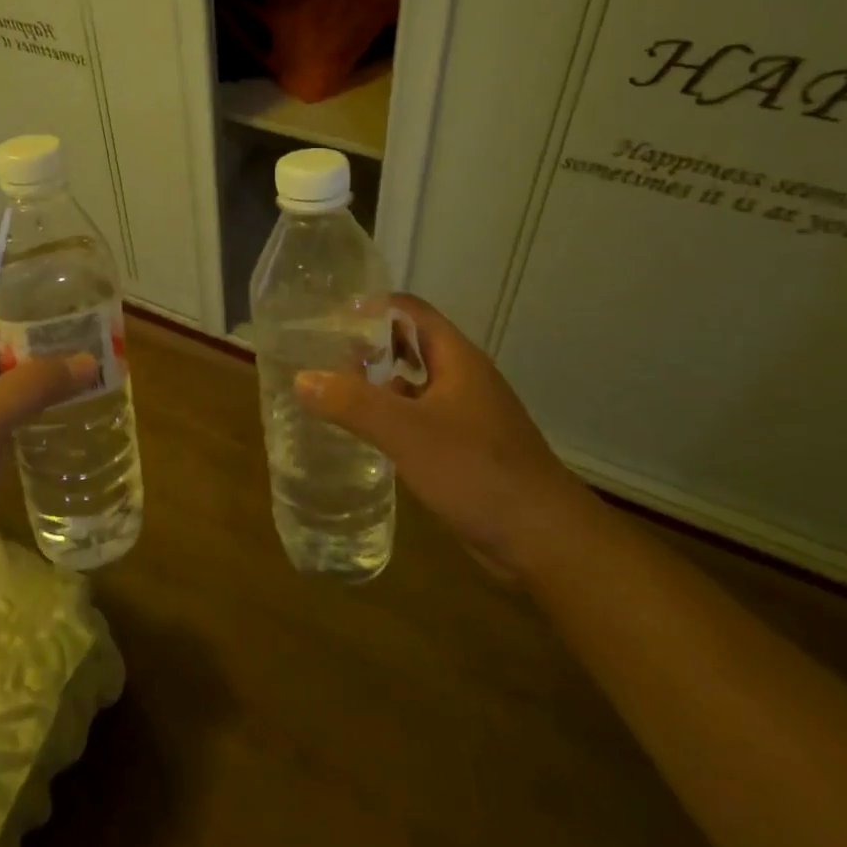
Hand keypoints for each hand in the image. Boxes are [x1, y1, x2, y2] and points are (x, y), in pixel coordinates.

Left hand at [0, 295, 94, 620]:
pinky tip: (67, 416)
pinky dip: (33, 414)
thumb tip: (88, 360)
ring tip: (86, 369)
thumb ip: (36, 384)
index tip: (59, 294)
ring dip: (38, 379)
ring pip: (2, 388)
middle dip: (35, 340)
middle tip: (86, 334)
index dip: (12, 299)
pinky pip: (5, 423)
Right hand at [295, 296, 594, 578]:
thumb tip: (302, 378)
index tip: (328, 316)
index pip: (410, 311)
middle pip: (410, 345)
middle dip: (368, 345)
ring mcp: (466, 415)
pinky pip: (419, 419)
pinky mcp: (464, 449)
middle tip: (321, 353)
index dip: (371, 306)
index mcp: (456, 359)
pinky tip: (364, 435)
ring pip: (414, 385)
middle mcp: (462, 379)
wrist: (544, 540)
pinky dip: (390, 418)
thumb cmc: (477, 471)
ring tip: (331, 389)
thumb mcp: (407, 432)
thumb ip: (353, 403)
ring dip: (377, 383)